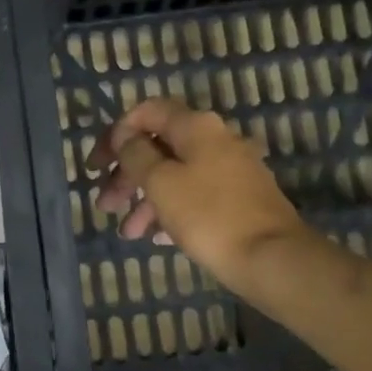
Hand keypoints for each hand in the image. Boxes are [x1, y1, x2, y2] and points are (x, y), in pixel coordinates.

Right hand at [88, 98, 309, 294]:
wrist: (273, 258)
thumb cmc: (209, 216)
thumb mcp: (160, 182)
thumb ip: (136, 154)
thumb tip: (124, 136)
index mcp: (196, 127)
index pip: (147, 112)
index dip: (117, 133)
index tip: (98, 164)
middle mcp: (215, 140)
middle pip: (160, 147)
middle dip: (127, 175)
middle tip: (104, 204)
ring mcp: (232, 169)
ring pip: (176, 175)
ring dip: (145, 199)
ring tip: (128, 233)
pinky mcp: (240, 199)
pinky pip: (195, 196)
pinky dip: (171, 210)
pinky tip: (157, 237)